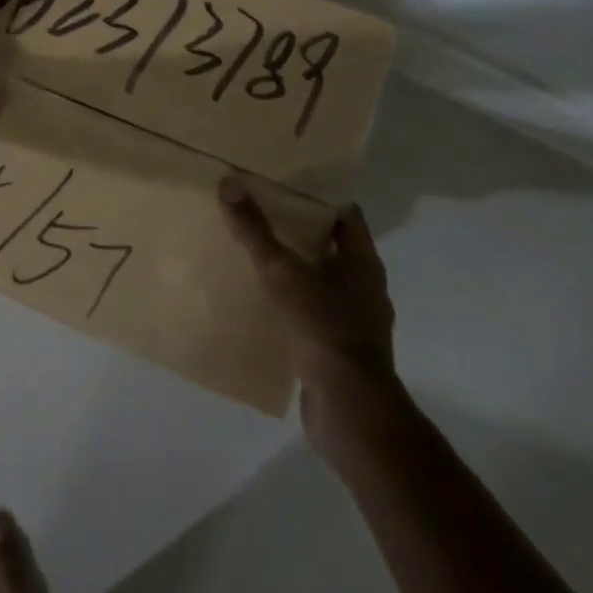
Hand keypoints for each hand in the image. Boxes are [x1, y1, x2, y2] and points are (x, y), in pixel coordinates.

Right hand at [218, 177, 400, 451]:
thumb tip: (229, 182)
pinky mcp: (338, 349)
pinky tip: (261, 300)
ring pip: (321, 281)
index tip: (283, 182)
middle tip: (259, 211)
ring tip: (254, 252)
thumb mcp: (282, 272)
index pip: (345, 214)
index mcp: (362, 262)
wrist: (349, 410)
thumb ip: (255, 230)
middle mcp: (364, 288)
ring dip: (294, 267)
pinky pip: (312, 313)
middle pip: (331, 245)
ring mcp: (354, 321)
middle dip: (298, 229)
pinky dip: (291, 302)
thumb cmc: (323, 328)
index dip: (317, 195)